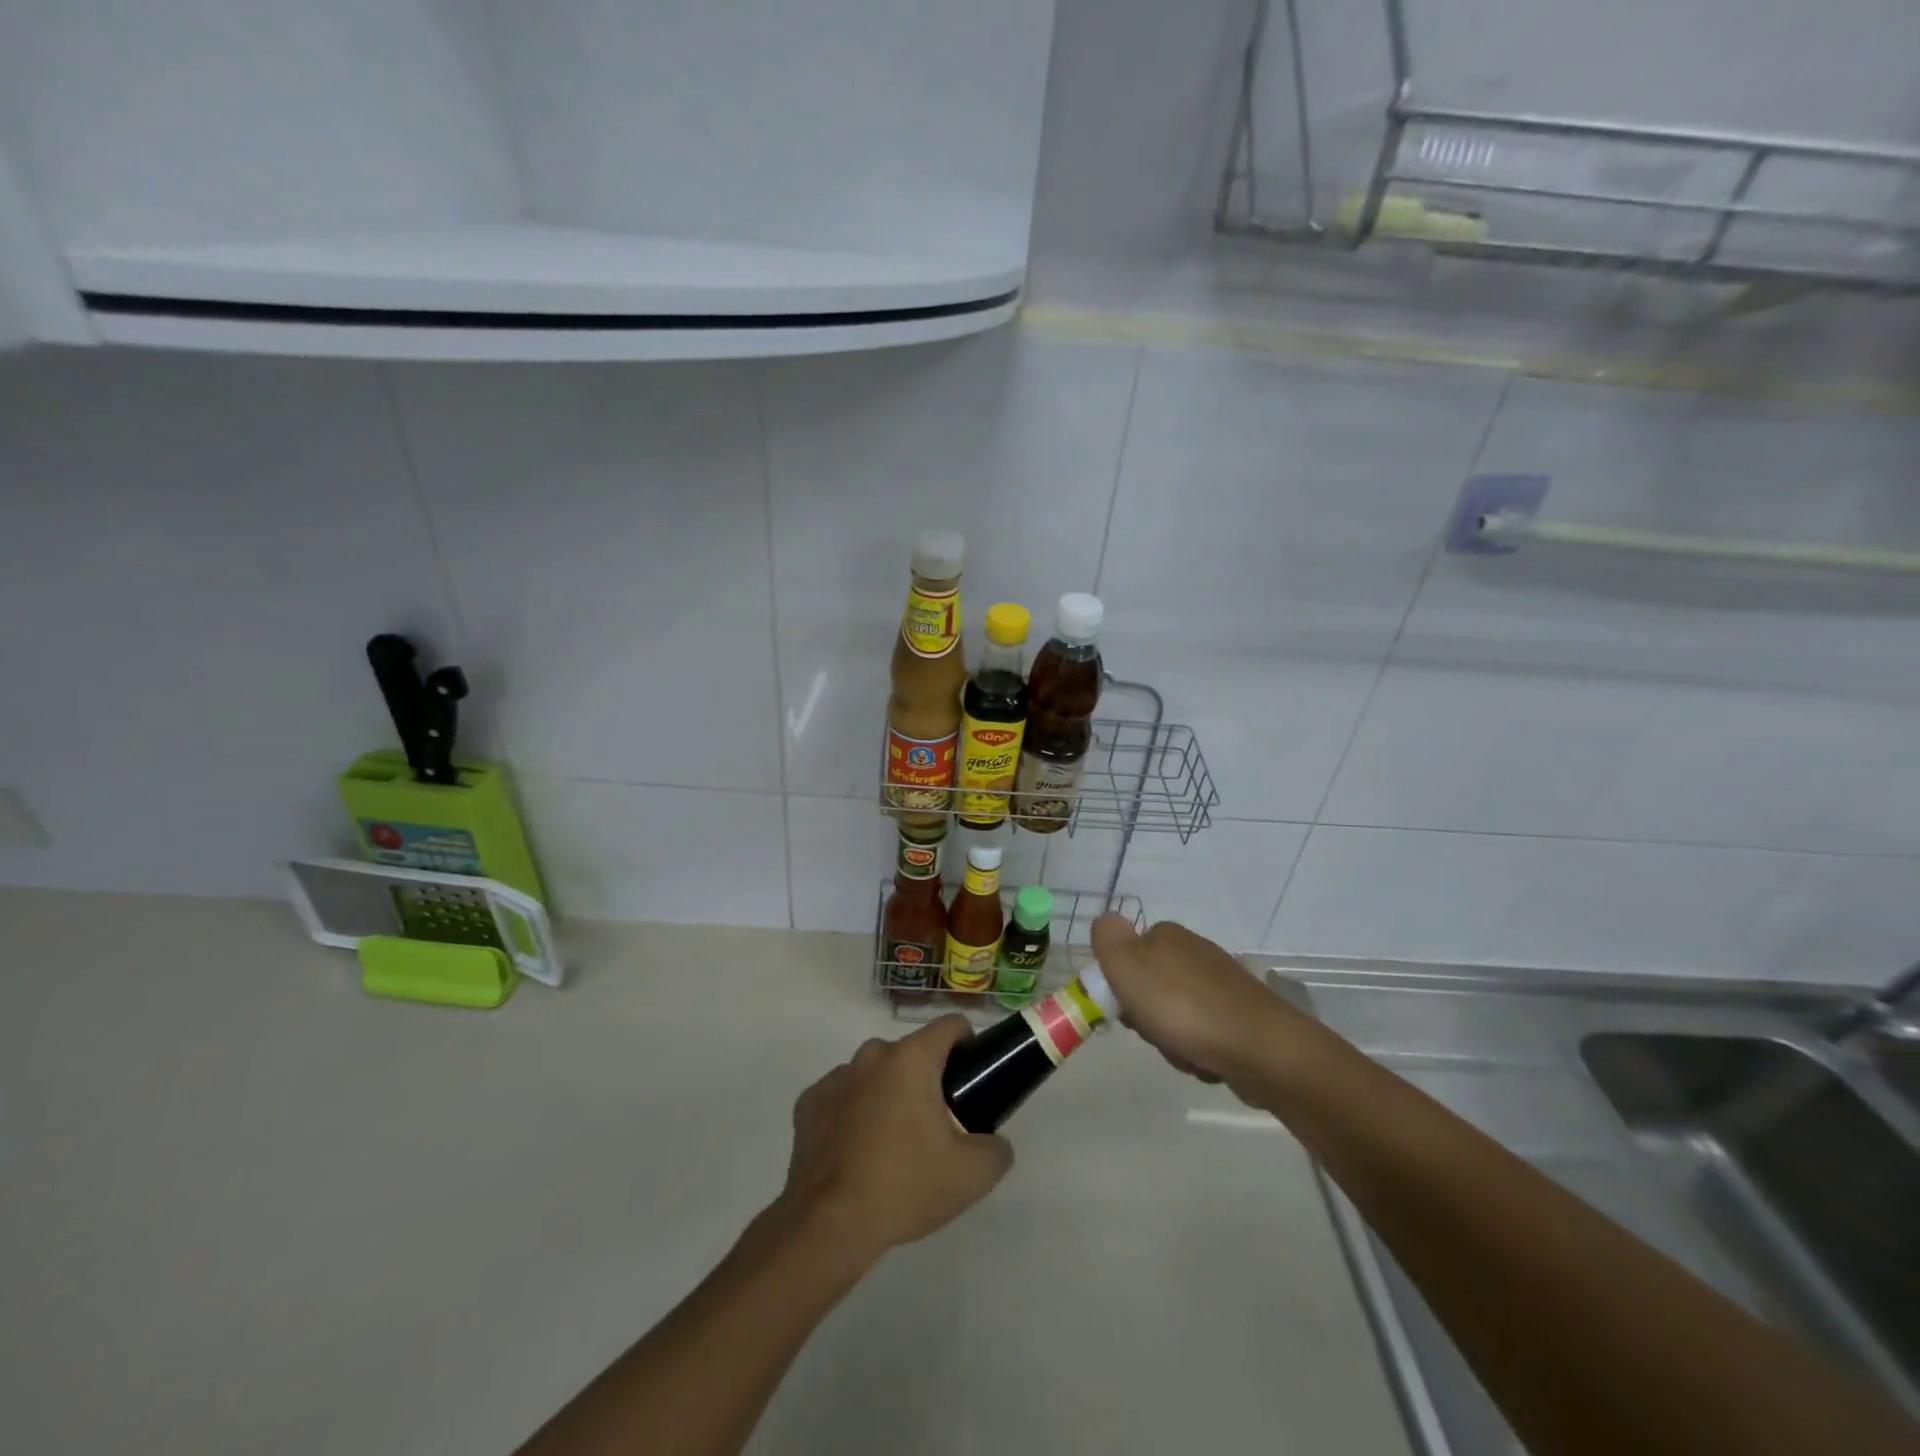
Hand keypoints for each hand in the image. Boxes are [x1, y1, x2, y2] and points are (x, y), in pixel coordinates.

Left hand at [780, 1016, 1011, 1261]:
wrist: (829, 1226)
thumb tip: (994, 1143)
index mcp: (912, 1058)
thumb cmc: (905, 1186)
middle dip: (927, 1079)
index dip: (968, 1046)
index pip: (950, 1026)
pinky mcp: (809, 1103)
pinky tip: (857, 1153)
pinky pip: (842, 1098)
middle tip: (937, 1126)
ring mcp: (836, 1077)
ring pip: (875, 1074)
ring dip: (888, 1095)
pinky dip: (853, 1114)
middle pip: (912, 1053)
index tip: (971, 1079)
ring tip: (893, 1145)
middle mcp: (872, 1055)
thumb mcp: (972, 1175)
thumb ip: (996, 1149)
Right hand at [1091, 914, 1306, 1090]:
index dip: (1121, 986)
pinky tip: (1205, 1062)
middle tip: (1156, 1033)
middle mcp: (1195, 952)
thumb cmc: (1183, 1006)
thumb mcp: (1128, 966)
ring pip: (1175, 1015)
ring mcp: (1221, 984)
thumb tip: (1105, 921)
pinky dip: (1198, 1050)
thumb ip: (1108, 939)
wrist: (1261, 1048)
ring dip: (1171, 1040)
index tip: (1127, 1010)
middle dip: (1147, 1018)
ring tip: (1184, 1053)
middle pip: (1150, 988)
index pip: (1128, 956)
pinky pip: (1203, 1033)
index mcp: (1167, 936)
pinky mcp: (1241, 1015)